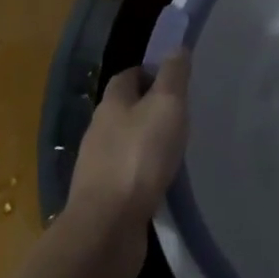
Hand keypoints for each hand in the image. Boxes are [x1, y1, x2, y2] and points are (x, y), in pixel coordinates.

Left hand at [59, 52, 190, 277]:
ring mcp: (97, 167)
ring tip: (175, 148)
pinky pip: (126, 175)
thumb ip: (174, 75)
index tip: (175, 80)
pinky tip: (161, 181)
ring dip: (146, 143)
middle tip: (181, 113)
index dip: (150, 73)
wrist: (106, 229)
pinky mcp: (103, 199)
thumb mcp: (166, 105)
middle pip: (124, 109)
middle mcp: (98, 131)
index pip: (128, 76)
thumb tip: (177, 48)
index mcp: (112, 104)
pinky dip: (142, 173)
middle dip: (149, 108)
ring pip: (125, 143)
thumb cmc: (139, 157)